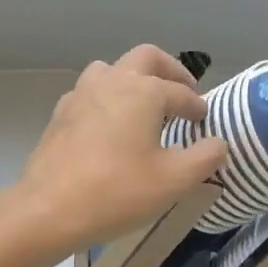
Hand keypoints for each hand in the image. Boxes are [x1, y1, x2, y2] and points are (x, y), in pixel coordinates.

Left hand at [7, 45, 229, 259]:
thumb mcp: (174, 181)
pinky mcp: (61, 113)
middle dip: (170, 70)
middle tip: (183, 90)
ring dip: (133, 78)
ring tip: (144, 104)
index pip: (181, 93)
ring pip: (112, 68)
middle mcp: (113, 81)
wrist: (49, 209)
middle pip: (147, 57)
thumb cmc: (117, 191)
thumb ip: (204, 157)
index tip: (204, 121)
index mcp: (144, 91)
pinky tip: (109, 124)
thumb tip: (218, 143)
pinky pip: (90, 91)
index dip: (197, 106)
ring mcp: (82, 93)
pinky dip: (107, 97)